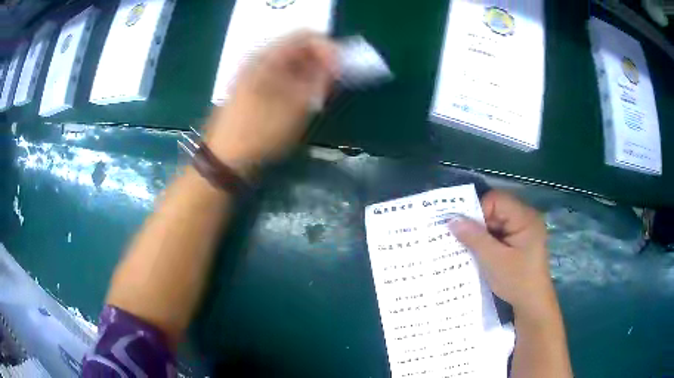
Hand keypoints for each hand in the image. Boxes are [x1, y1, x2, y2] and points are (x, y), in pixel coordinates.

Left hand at [205, 32, 338, 179]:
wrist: (225, 160)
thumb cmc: (260, 132)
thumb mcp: (296, 106)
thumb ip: (318, 81)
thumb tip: (334, 66)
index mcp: (267, 57)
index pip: (305, 36)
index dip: (328, 48)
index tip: (341, 70)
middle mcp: (259, 60)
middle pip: (297, 48)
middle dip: (320, 61)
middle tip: (334, 81)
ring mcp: (254, 75)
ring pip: (290, 63)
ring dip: (310, 73)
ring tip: (322, 93)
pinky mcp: (253, 90)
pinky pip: (281, 76)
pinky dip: (297, 83)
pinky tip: (304, 99)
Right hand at [448, 190, 555, 317]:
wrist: (532, 304)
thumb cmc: (517, 281)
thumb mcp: (493, 260)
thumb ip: (474, 238)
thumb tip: (451, 219)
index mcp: (525, 218)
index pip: (496, 200)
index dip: (478, 211)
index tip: (465, 231)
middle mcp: (526, 218)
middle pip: (496, 209)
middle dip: (479, 224)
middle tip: (463, 241)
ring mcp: (524, 229)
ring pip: (496, 222)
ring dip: (482, 234)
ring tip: (470, 249)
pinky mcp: (520, 240)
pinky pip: (500, 232)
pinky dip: (489, 241)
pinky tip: (481, 253)